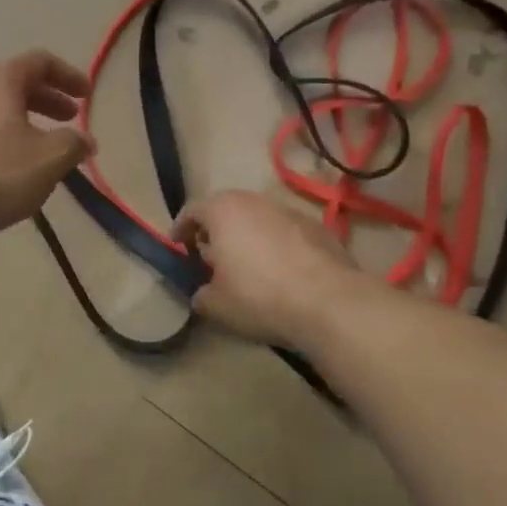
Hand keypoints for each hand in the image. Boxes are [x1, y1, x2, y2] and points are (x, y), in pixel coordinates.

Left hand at [0, 50, 93, 242]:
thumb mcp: (46, 161)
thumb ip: (72, 145)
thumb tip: (84, 140)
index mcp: (0, 80)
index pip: (41, 61)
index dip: (69, 75)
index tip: (86, 95)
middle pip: (17, 83)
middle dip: (48, 99)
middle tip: (70, 119)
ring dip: (25, 120)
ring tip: (41, 148)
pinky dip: (1, 137)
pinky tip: (6, 167)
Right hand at [173, 190, 362, 347]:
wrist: (329, 302)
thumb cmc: (259, 296)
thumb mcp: (217, 305)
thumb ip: (201, 294)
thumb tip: (203, 293)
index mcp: (223, 211)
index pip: (192, 210)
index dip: (181, 228)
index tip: (177, 244)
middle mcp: (254, 201)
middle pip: (226, 208)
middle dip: (216, 229)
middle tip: (211, 255)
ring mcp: (289, 211)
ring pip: (258, 218)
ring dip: (248, 235)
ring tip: (248, 264)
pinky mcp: (318, 227)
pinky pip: (285, 231)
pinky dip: (276, 244)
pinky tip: (281, 271)